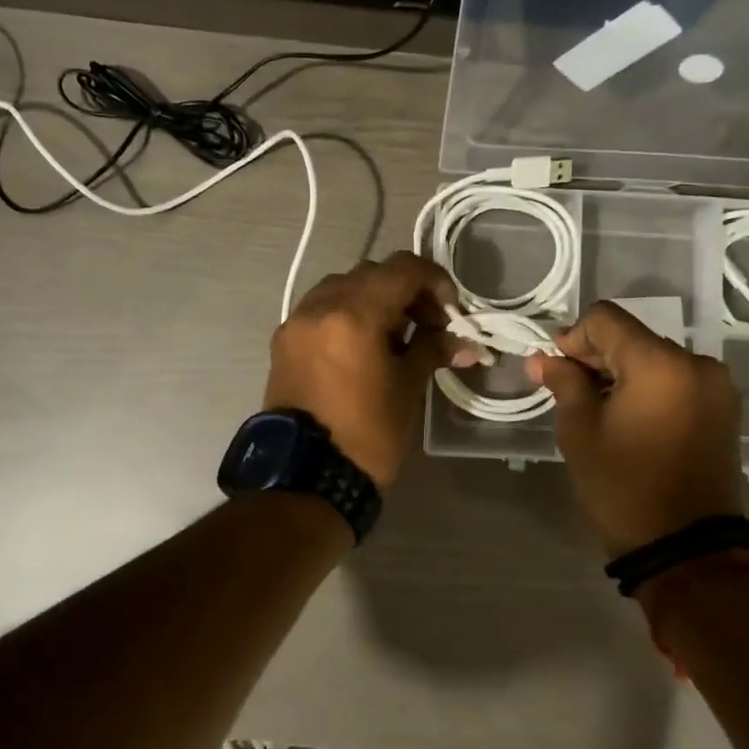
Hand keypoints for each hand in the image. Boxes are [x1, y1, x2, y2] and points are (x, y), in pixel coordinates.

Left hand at [265, 252, 480, 489]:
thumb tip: (465, 341)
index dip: (434, 281)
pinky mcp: (283, 342)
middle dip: (405, 291)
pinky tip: (362, 347)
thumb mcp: (408, 387)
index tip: (450, 310)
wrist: (305, 478)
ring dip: (373, 300)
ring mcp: (296, 322)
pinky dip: (346, 315)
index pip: (402, 269)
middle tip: (427, 324)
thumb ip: (433, 349)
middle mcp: (319, 305)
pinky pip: (320, 310)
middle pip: (372, 274)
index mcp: (353, 312)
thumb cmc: (367, 433)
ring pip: (342, 288)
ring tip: (394, 336)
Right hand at [526, 300, 743, 557]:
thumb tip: (543, 358)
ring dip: (621, 372)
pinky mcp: (723, 409)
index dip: (573, 337)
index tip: (556, 370)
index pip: (606, 319)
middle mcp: (696, 363)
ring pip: (653, 358)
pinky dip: (647, 387)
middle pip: (632, 336)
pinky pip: (675, 380)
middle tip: (568, 390)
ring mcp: (716, 387)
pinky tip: (629, 418)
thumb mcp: (580, 431)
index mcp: (660, 363)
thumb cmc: (624, 487)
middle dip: (596, 356)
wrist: (688, 550)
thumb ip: (563, 382)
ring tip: (599, 410)